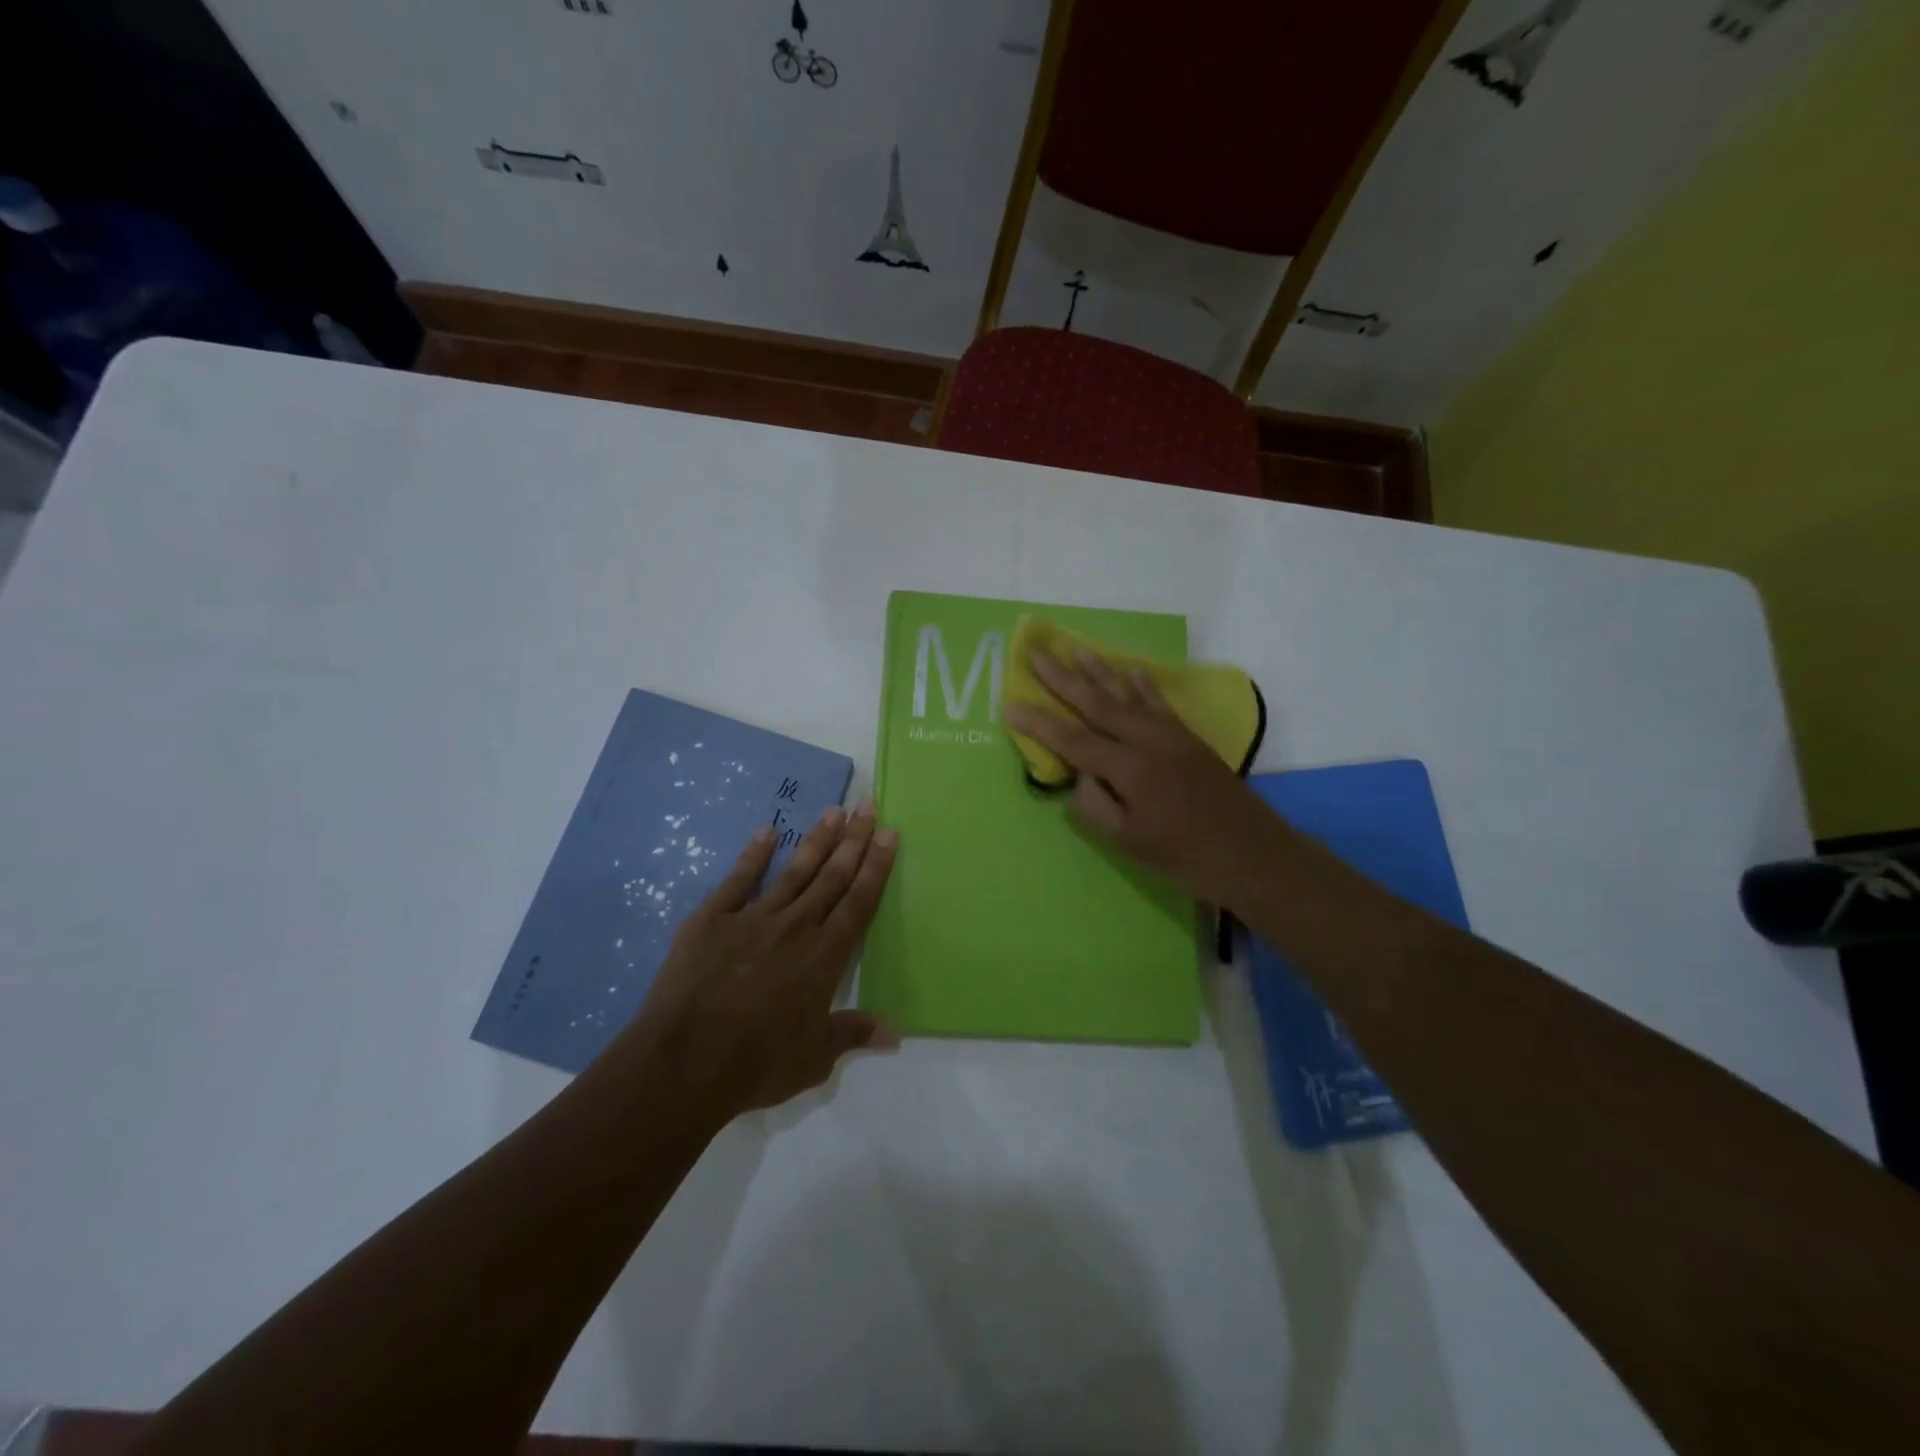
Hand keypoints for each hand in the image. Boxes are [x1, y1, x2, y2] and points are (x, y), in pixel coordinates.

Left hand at [623, 800, 899, 1125]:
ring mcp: (753, 919)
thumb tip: (896, 1032)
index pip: (859, 902)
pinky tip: (766, 832)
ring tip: (833, 810)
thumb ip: (853, 1033)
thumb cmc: (756, 1064)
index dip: (876, 867)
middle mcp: (795, 927)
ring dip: (816, 840)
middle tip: (868, 806)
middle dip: (854, 840)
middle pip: (832, 877)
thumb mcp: (814, 1058)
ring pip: (794, 871)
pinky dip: (753, 855)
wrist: (683, 1063)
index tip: (890, 833)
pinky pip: (738, 880)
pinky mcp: (712, 920)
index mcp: (824, 957)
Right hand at [1005, 651, 1284, 909]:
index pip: (1072, 740)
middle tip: (1037, 654)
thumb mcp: (1129, 842)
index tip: (1009, 704)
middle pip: (1097, 704)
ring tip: (1077, 650)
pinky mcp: (1189, 738)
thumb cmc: (1185, 856)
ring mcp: (1171, 735)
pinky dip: (1144, 684)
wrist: (1253, 854)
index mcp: (1128, 769)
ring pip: (1128, 695)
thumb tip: (1081, 776)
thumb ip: (1095, 805)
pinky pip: (1160, 702)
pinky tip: (1133, 669)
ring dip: (1100, 671)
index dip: (1038, 724)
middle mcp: (1147, 741)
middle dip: (1063, 679)